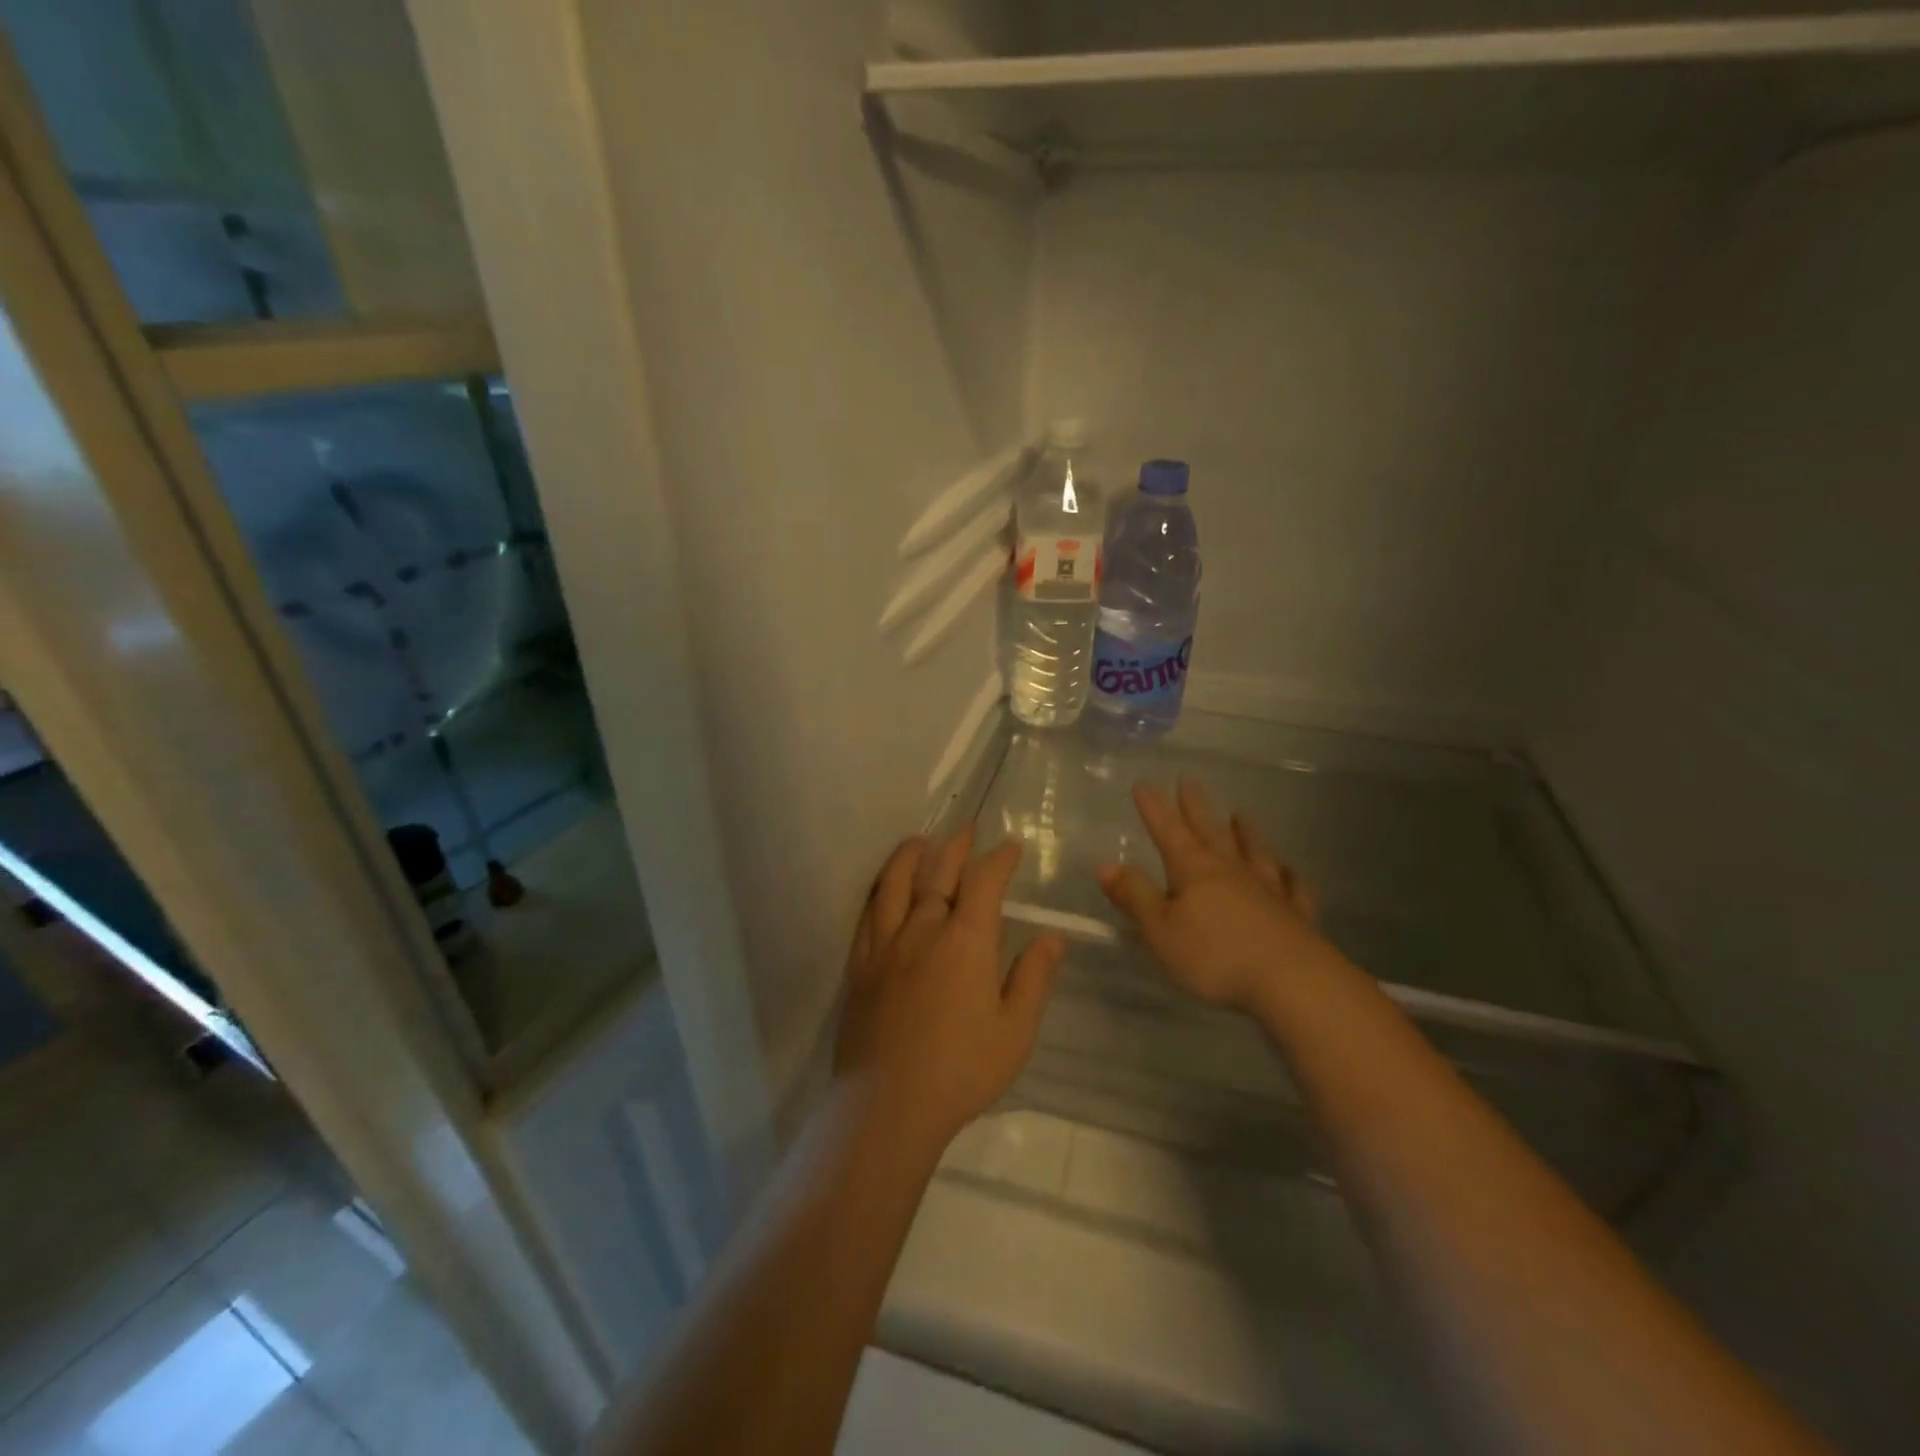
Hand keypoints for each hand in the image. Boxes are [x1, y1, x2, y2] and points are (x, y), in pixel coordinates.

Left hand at [835, 826, 1065, 1153]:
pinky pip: (867, 915)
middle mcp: (924, 929)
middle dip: (955, 846)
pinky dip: (877, 892)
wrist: (888, 1105)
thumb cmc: (962, 1069)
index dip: (999, 860)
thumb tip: (1052, 937)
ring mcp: (887, 945)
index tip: (1010, 848)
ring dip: (909, 857)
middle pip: (938, 873)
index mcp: (967, 941)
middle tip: (965, 829)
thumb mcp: (1015, 1031)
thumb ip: (1034, 978)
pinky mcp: (860, 966)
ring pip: (896, 885)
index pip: (984, 883)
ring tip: (918, 841)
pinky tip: (882, 888)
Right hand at [1098, 778, 1331, 1015]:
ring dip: (1245, 833)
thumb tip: (1107, 865)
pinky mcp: (1296, 915)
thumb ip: (1135, 896)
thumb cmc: (1215, 957)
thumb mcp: (1160, 930)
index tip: (1144, 783)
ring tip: (1240, 816)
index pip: (1168, 832)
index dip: (1154, 809)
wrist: (1291, 982)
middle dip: (1196, 808)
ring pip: (1254, 852)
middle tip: (1189, 781)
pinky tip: (1290, 870)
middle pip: (1211, 832)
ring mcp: (1269, 890)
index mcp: (1194, 871)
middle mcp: (1231, 871)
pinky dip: (1290, 876)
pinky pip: (1294, 888)